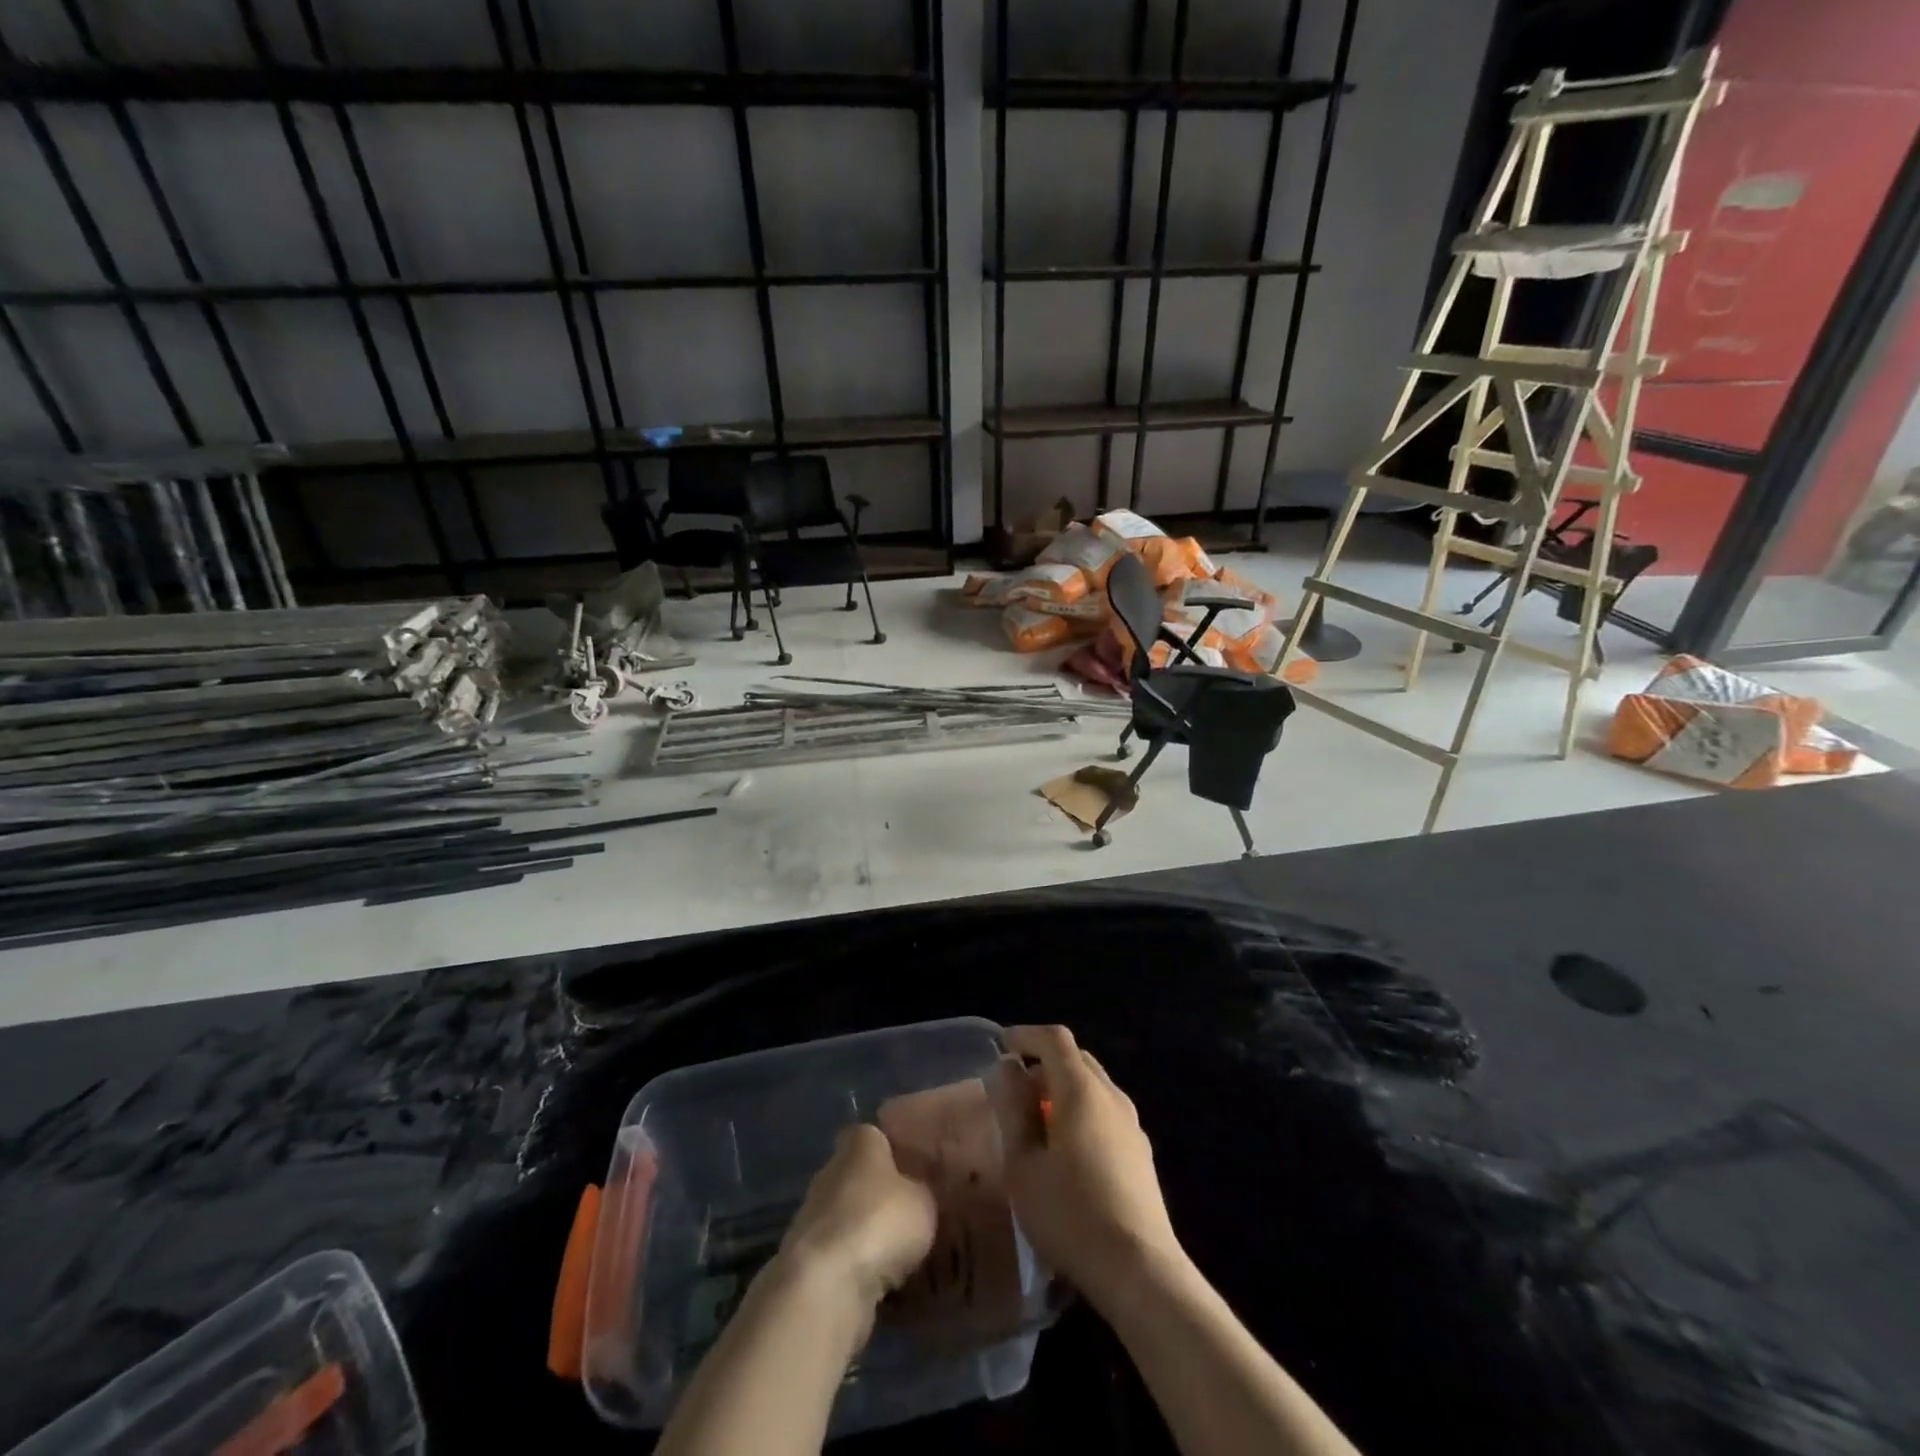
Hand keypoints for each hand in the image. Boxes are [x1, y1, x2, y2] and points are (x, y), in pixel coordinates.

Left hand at [779, 1124, 938, 1314]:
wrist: (827, 1283)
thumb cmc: (881, 1221)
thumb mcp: (924, 1201)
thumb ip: (922, 1188)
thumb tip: (918, 1189)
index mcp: (859, 1142)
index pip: (876, 1135)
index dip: (894, 1150)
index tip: (914, 1170)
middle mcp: (831, 1168)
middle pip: (859, 1175)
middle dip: (879, 1193)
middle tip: (910, 1214)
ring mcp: (812, 1212)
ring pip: (847, 1215)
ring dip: (865, 1230)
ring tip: (896, 1253)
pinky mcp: (804, 1255)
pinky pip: (838, 1251)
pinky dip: (854, 1263)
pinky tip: (877, 1280)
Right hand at [989, 1025, 1182, 1309]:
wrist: (1140, 1271)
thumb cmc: (1071, 1214)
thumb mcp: (1023, 1165)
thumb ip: (1012, 1110)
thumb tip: (1006, 1069)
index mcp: (1082, 1090)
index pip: (1054, 1039)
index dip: (1026, 1035)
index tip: (1001, 1045)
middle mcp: (1111, 1096)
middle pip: (1076, 1059)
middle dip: (1043, 1063)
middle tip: (1013, 1089)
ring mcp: (1132, 1124)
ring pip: (1093, 1086)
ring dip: (1062, 1090)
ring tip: (1035, 1123)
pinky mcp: (1141, 1153)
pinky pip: (1105, 1112)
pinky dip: (1080, 1112)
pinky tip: (1066, 1151)